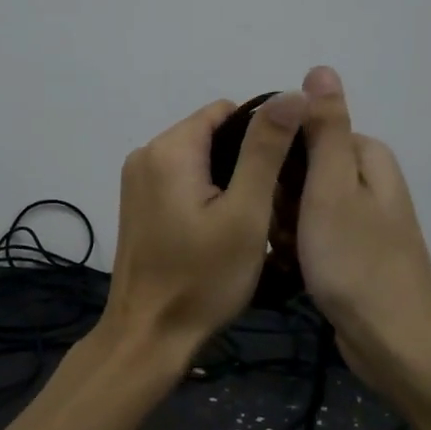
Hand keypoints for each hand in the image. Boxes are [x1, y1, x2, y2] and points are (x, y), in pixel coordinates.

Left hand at [101, 91, 308, 357]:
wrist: (149, 337)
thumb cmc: (203, 278)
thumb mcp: (246, 212)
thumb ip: (266, 149)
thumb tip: (293, 92)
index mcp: (170, 149)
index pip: (228, 111)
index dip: (264, 133)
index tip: (286, 171)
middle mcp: (146, 154)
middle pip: (212, 134)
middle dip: (247, 159)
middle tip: (274, 202)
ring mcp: (137, 181)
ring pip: (199, 159)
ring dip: (229, 179)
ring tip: (254, 218)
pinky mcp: (137, 205)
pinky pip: (182, 181)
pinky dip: (207, 194)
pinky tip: (224, 228)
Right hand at [296, 66, 430, 396]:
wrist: (393, 345)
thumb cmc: (356, 263)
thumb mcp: (332, 189)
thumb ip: (325, 128)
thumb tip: (321, 68)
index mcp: (367, 157)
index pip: (304, 132)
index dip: (278, 158)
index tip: (267, 188)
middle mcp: (367, 182)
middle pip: (301, 168)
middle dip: (280, 197)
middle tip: (283, 229)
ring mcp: (361, 219)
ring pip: (300, 204)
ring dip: (284, 226)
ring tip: (288, 253)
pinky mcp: (352, 251)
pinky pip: (310, 234)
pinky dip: (297, 248)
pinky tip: (294, 268)